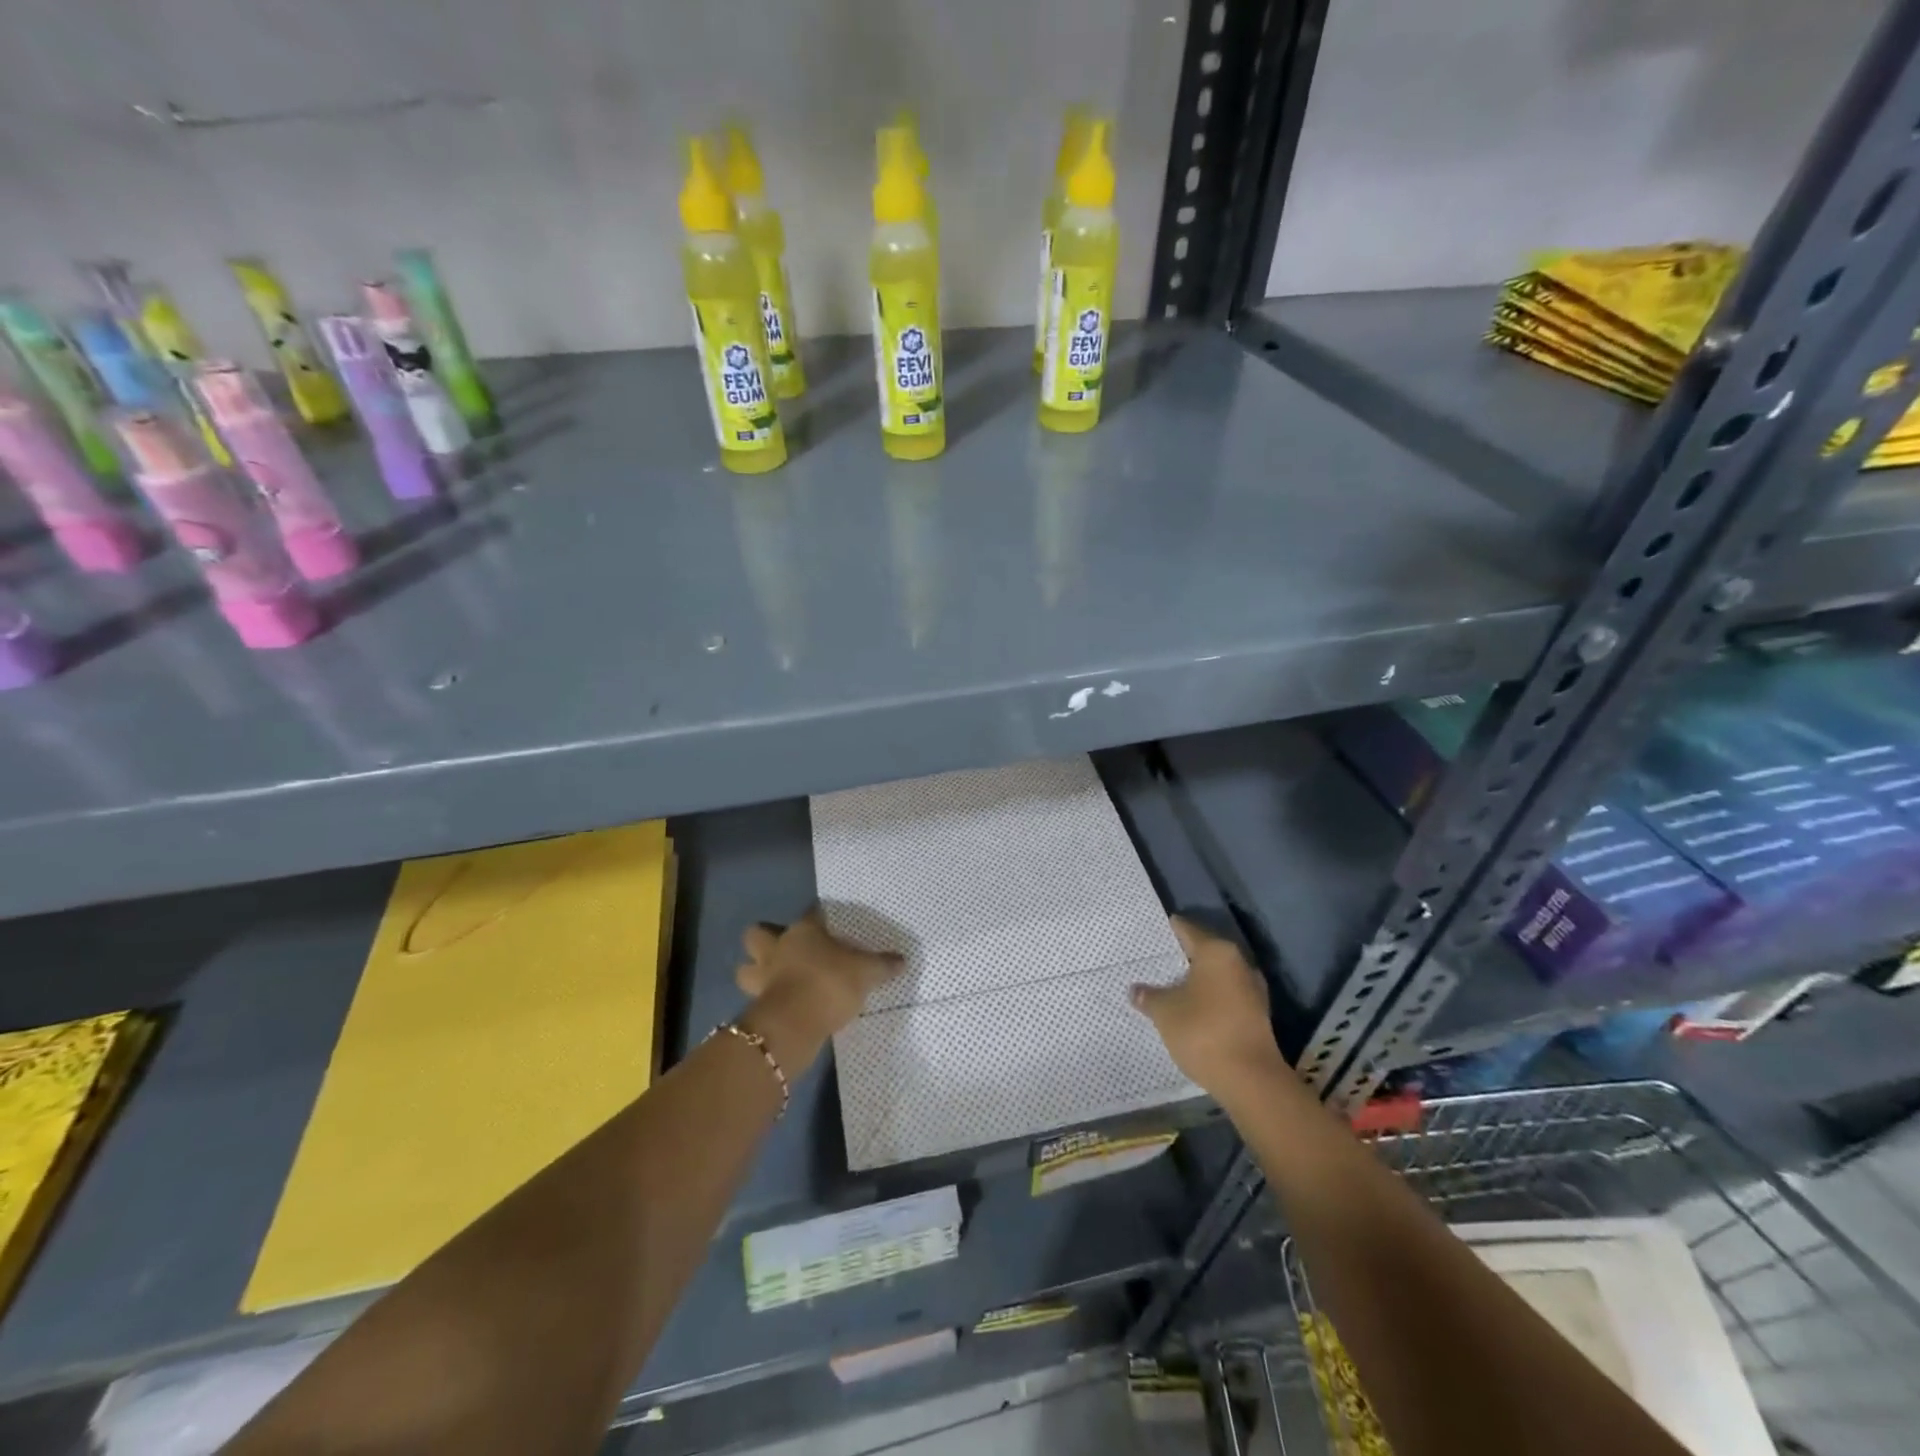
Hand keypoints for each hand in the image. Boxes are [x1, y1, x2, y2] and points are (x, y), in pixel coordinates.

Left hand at [735, 909, 902, 1070]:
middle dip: (764, 940)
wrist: (794, 1025)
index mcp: (803, 932)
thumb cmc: (830, 983)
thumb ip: (882, 965)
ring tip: (773, 978)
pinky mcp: (756, 1005)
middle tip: (783, 949)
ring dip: (755, 971)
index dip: (818, 917)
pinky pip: (755, 997)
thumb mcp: (866, 973)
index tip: (826, 922)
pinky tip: (781, 1004)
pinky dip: (765, 999)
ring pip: (746, 968)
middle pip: (757, 935)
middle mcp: (778, 948)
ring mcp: (762, 978)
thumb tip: (902, 960)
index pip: (810, 914)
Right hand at [1133, 916, 1293, 1101]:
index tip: (1151, 932)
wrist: (1251, 1079)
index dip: (1168, 930)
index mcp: (1217, 952)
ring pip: (1217, 976)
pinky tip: (1191, 1009)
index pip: (1187, 930)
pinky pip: (1227, 996)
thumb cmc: (1203, 1031)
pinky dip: (1210, 999)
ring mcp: (1252, 989)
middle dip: (1182, 957)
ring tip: (1170, 986)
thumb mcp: (1165, 1012)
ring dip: (1197, 980)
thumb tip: (1135, 989)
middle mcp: (1239, 963)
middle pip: (1205, 952)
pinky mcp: (1257, 1015)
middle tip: (1155, 962)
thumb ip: (1148, 996)